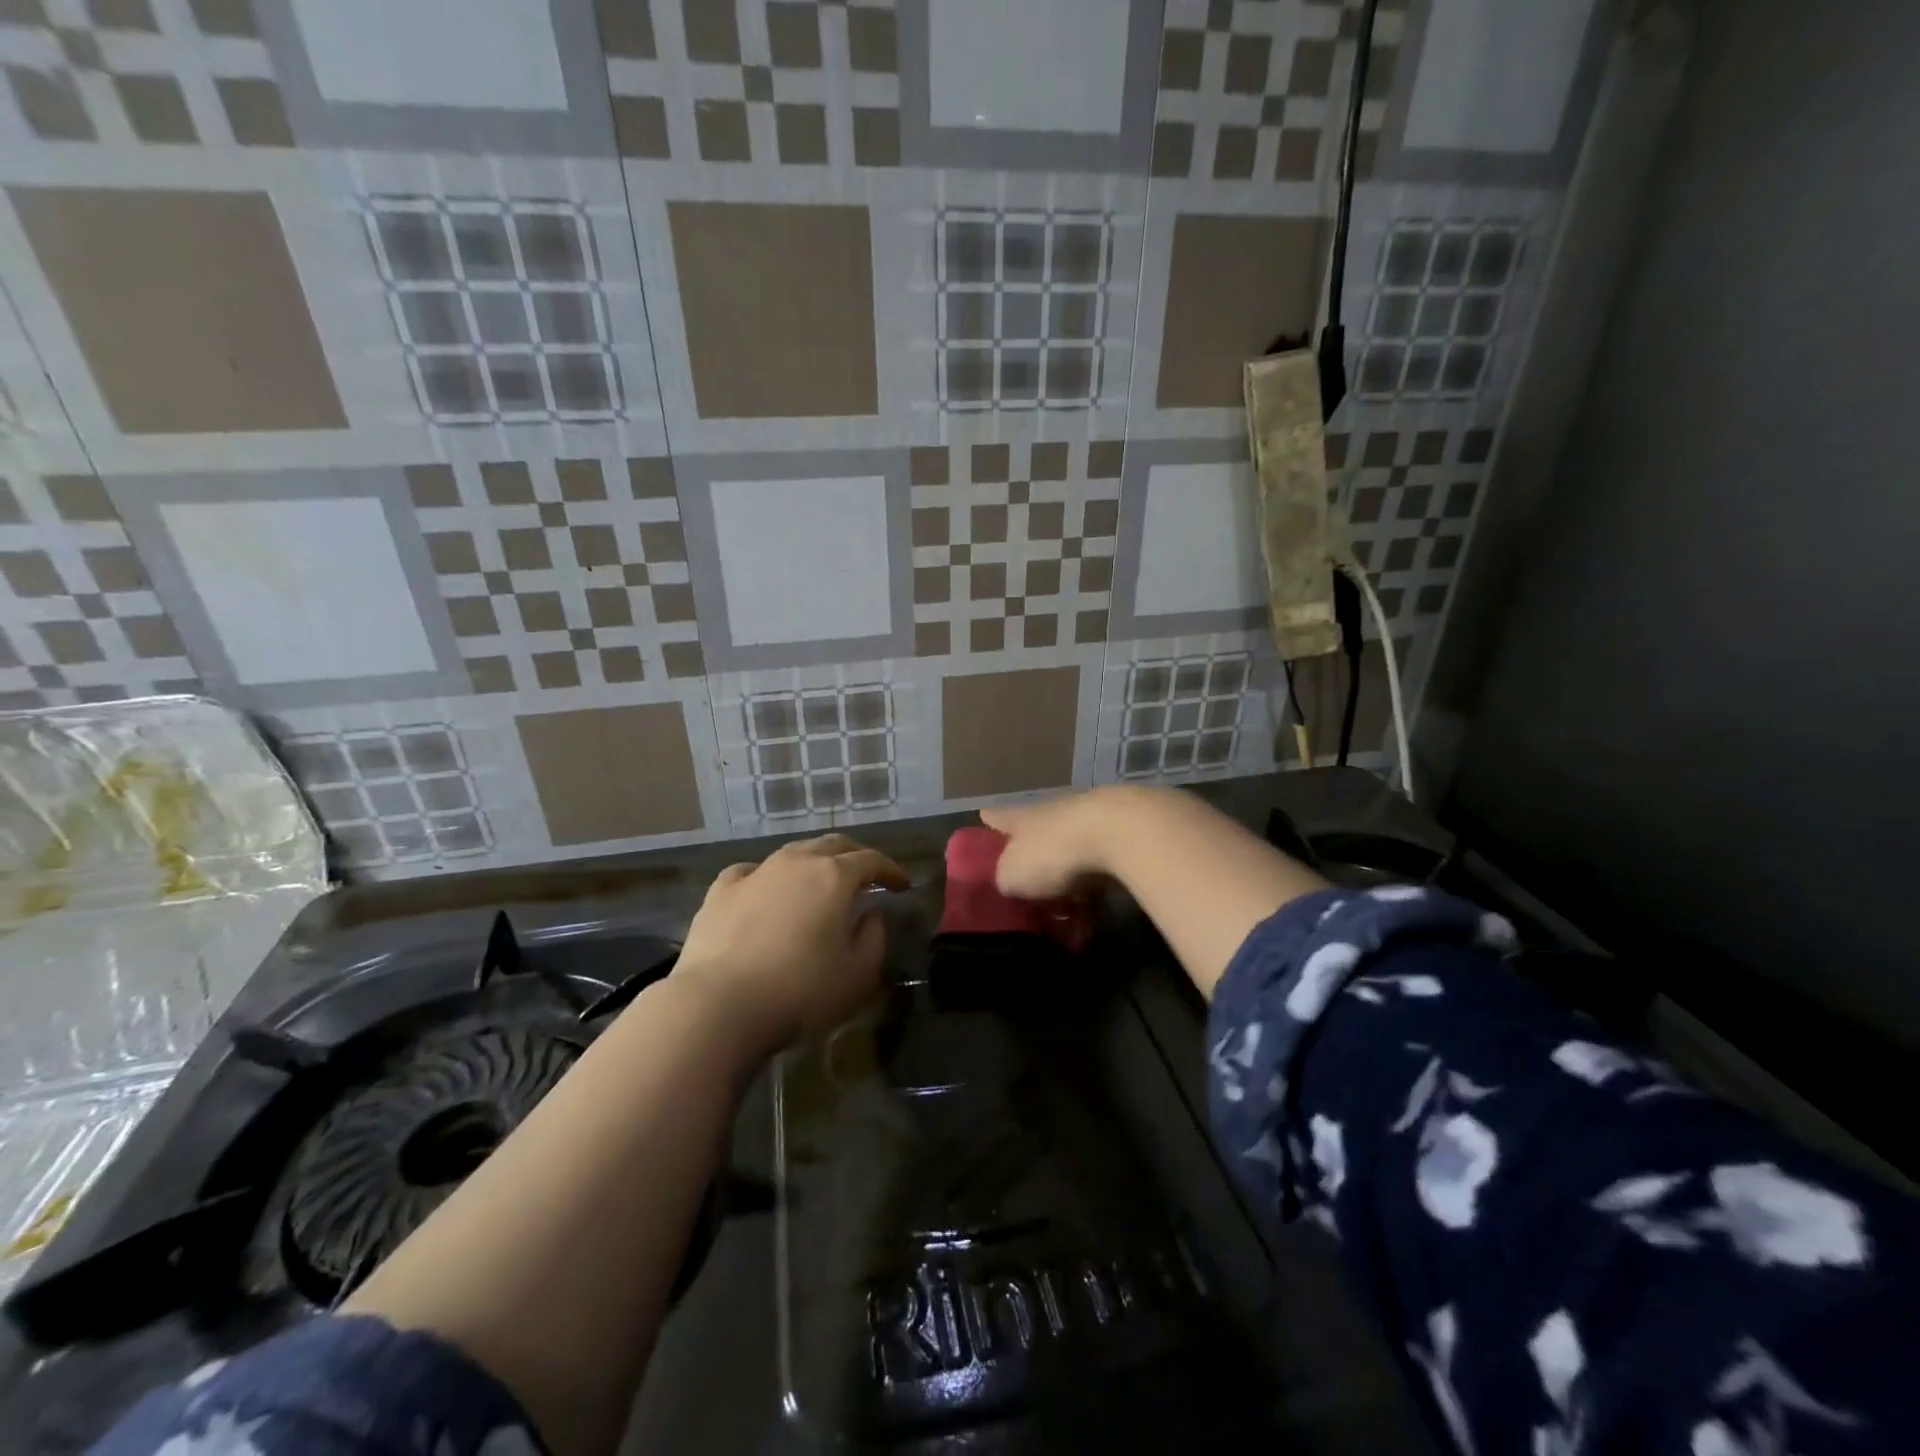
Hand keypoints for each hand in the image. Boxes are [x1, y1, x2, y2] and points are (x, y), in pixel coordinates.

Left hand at [671, 834, 910, 1056]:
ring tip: (820, 882)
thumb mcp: (857, 975)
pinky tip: (765, 890)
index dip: (891, 870)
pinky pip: (751, 872)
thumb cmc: (800, 990)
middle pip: (833, 845)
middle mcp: (797, 862)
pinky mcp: (721, 891)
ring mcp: (756, 872)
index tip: (903, 885)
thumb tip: (871, 916)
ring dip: (813, 862)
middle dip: (855, 856)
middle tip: (867, 876)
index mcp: (835, 876)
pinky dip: (767, 877)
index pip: (872, 861)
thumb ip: (874, 939)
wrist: (719, 1003)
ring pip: (793, 852)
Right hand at [980, 787, 1141, 898]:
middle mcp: (1051, 813)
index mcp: (1021, 818)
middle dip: (1030, 851)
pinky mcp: (1118, 836)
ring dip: (1065, 870)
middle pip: (1035, 830)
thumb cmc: (1053, 852)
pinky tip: (1094, 905)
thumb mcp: (1012, 875)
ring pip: (1068, 847)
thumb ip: (1005, 879)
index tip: (983, 816)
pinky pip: (1097, 864)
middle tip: (1024, 878)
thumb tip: (1009, 883)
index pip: (998, 816)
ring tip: (1062, 901)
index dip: (990, 820)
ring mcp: (1088, 821)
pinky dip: (1093, 882)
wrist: (1120, 833)